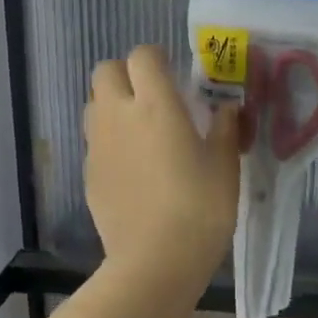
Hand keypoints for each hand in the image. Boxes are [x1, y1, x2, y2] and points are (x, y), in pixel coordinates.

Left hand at [84, 45, 239, 274]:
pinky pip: (95, 141)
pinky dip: (110, 142)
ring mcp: (98, 145)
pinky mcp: (88, 173)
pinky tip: (133, 169)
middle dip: (127, 75)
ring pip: (95, 104)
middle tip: (153, 98)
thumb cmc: (200, 208)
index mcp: (155, 105)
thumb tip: (228, 106)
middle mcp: (118, 115)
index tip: (175, 76)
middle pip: (106, 71)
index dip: (157, 59)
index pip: (143, 55)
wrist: (154, 262)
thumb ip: (225, 127)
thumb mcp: (224, 164)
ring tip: (141, 131)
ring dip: (114, 105)